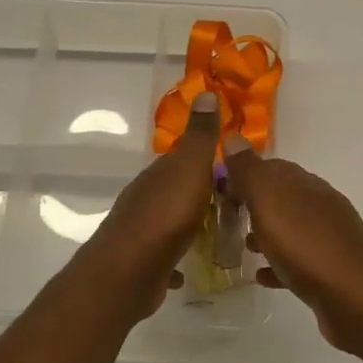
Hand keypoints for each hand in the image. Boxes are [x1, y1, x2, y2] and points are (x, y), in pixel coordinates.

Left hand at [78, 91, 220, 321]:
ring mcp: (141, 230)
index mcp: (159, 174)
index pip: (183, 159)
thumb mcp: (190, 168)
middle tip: (233, 205)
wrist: (128, 271)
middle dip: (200, 194)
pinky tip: (187, 266)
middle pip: (176, 189)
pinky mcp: (141, 261)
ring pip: (170, 221)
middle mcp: (146, 197)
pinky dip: (176, 257)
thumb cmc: (166, 215)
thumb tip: (205, 91)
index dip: (207, 161)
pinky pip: (164, 255)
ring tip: (217, 234)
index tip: (233, 171)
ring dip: (189, 224)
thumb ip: (200, 136)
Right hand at [220, 138, 362, 354]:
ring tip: (242, 245)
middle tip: (226, 217)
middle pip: (281, 197)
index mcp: (306, 184)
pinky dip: (279, 264)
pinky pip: (298, 262)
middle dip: (254, 204)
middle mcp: (320, 205)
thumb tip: (232, 137)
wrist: (354, 298)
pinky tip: (263, 276)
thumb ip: (249, 171)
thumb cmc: (306, 245)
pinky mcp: (331, 271)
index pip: (271, 167)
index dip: (244, 174)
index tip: (218, 188)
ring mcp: (328, 238)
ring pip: (290, 228)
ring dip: (266, 233)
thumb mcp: (269, 202)